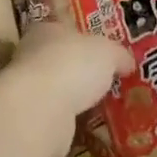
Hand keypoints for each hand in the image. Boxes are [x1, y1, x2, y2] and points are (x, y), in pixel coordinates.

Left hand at [0, 21, 133, 156]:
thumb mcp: (108, 52)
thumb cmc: (73, 65)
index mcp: (46, 30)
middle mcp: (31, 56)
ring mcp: (29, 90)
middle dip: (81, 71)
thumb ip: (119, 55)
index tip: (103, 52)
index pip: (65, 30)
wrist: (41, 109)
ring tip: (103, 106)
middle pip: (60, 60)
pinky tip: (89, 126)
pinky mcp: (32, 119)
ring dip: (75, 98)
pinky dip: (70, 121)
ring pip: (58, 90)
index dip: (84, 39)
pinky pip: (57, 117)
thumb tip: (128, 63)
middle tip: (107, 81)